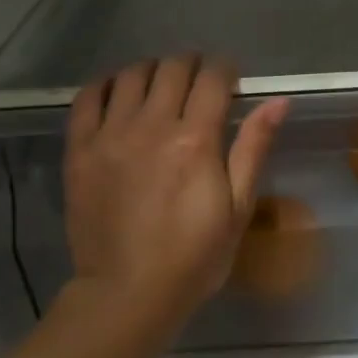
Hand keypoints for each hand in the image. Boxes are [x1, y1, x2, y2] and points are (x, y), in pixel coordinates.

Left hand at [65, 56, 287, 330]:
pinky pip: (87, 97)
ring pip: (131, 75)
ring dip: (152, 70)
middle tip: (199, 80)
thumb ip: (253, 148)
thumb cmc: (194, 257)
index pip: (212, 78)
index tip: (229, 77)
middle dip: (191, 64)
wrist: (128, 293)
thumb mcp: (238, 208)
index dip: (224, 68)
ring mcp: (110, 135)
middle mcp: (151, 126)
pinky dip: (106, 84)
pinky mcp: (79, 150)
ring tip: (161, 85)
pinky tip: (118, 91)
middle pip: (172, 68)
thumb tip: (278, 101)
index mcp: (195, 140)